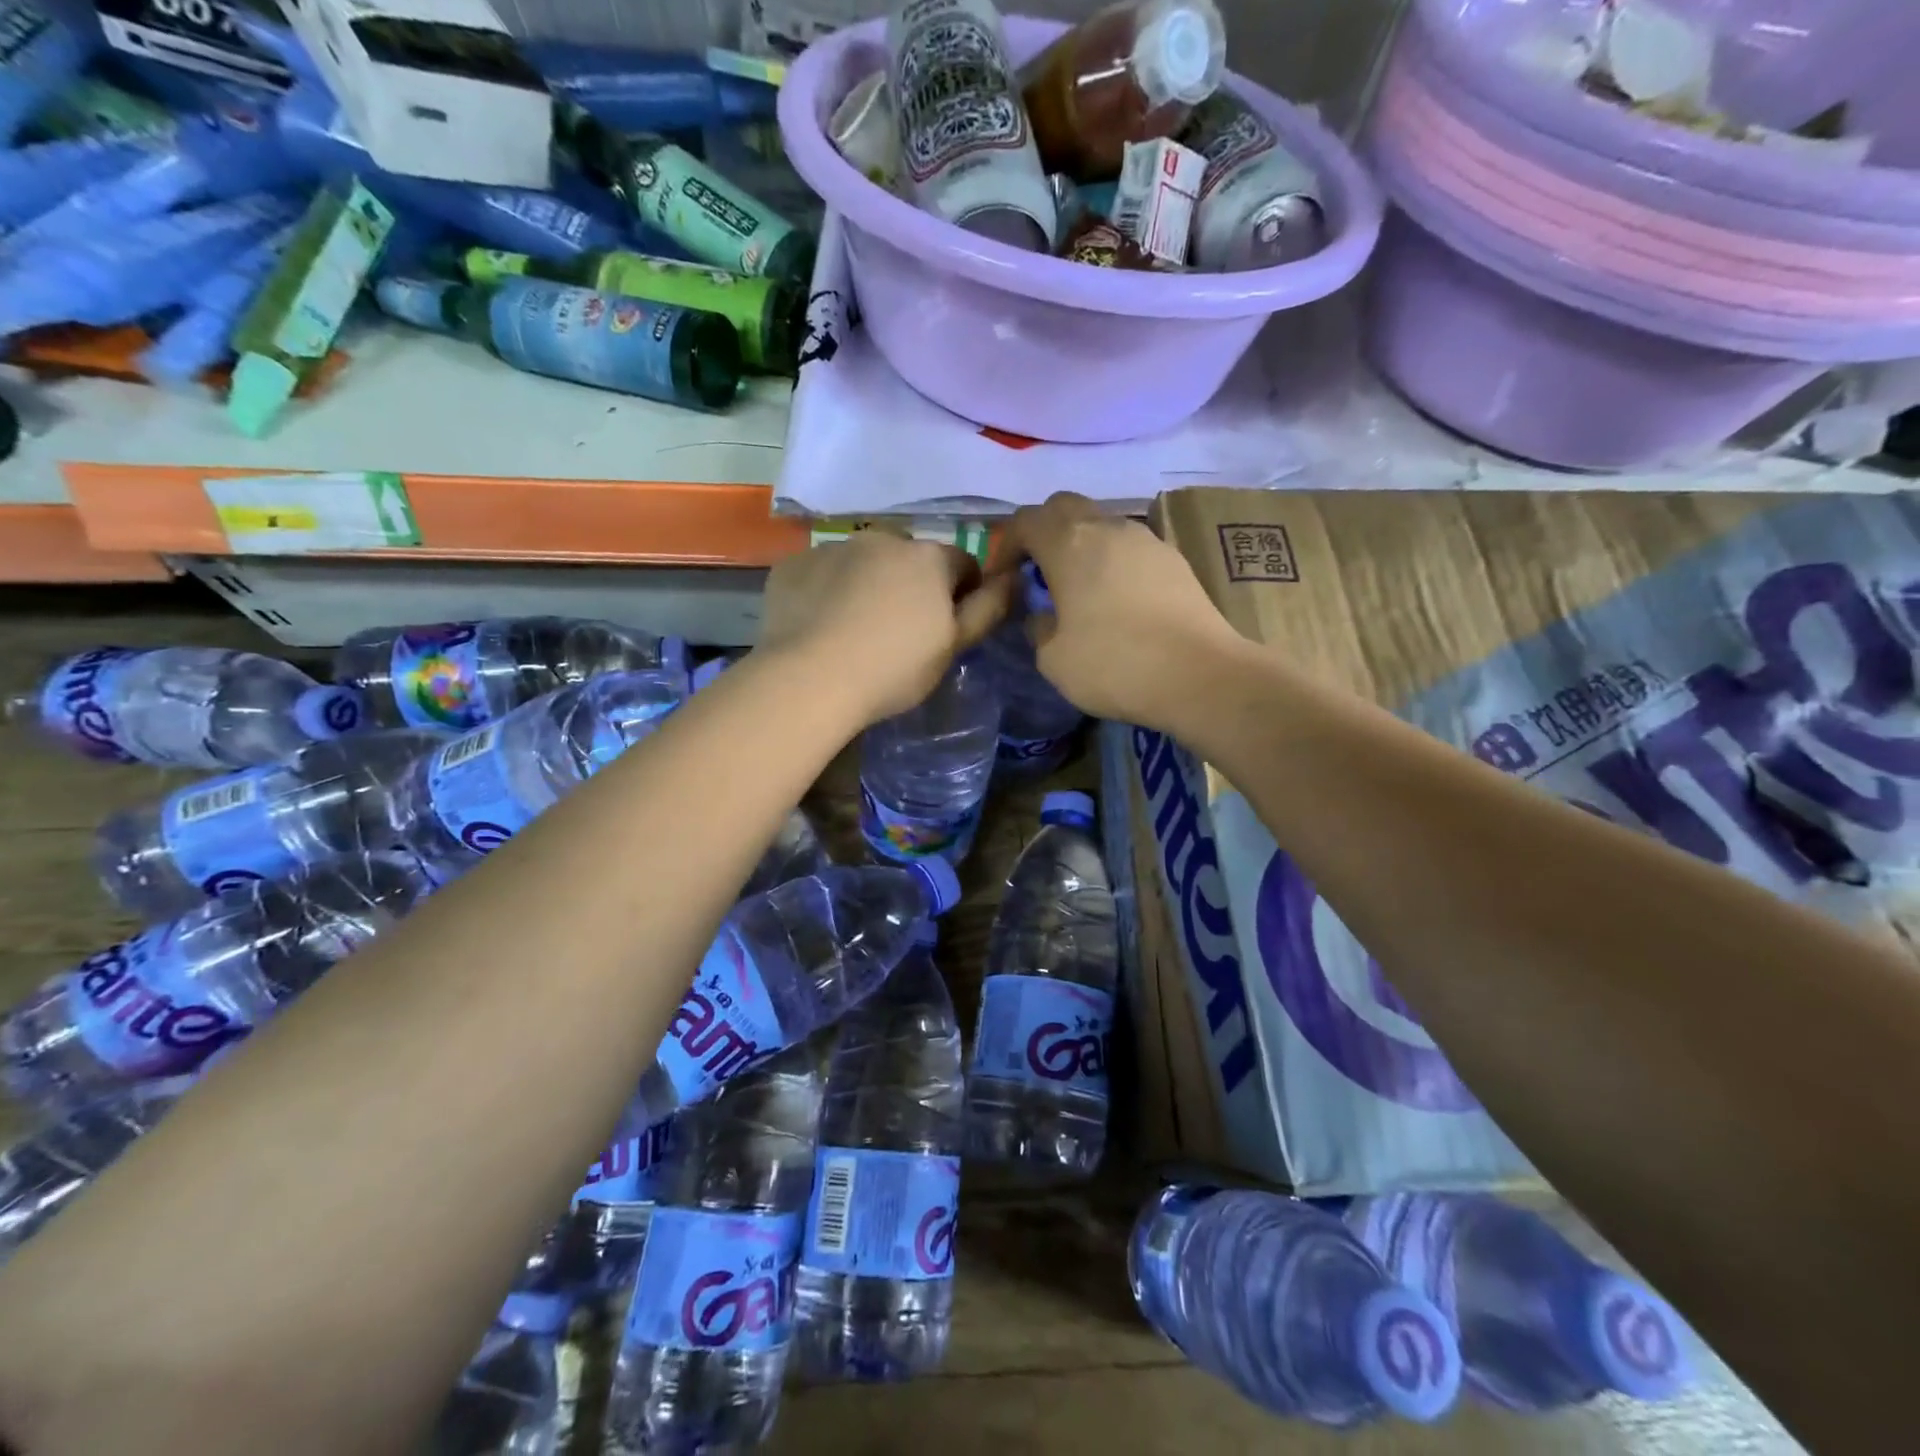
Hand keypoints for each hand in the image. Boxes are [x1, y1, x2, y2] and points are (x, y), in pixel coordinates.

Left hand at [759, 532, 1013, 724]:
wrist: (810, 679)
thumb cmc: (894, 668)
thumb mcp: (952, 646)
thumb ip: (987, 609)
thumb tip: (1013, 578)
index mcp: (928, 557)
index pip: (961, 564)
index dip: (961, 594)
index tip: (946, 627)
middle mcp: (882, 539)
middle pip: (908, 560)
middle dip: (910, 585)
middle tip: (897, 631)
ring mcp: (833, 548)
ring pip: (861, 564)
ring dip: (866, 584)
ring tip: (852, 630)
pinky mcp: (794, 564)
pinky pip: (821, 574)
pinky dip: (825, 591)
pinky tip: (818, 626)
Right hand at [1000, 492, 1246, 730]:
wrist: (1199, 675)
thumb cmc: (1114, 665)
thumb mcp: (1053, 658)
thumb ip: (1038, 626)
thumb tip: (1043, 614)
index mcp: (1068, 544)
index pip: (1025, 520)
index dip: (1006, 545)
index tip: (1003, 578)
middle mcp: (1106, 528)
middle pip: (1064, 506)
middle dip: (1044, 531)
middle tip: (1037, 571)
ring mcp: (1145, 539)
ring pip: (1101, 522)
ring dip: (1080, 544)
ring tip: (1078, 586)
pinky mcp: (1173, 558)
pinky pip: (1129, 546)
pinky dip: (1112, 560)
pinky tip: (1116, 598)